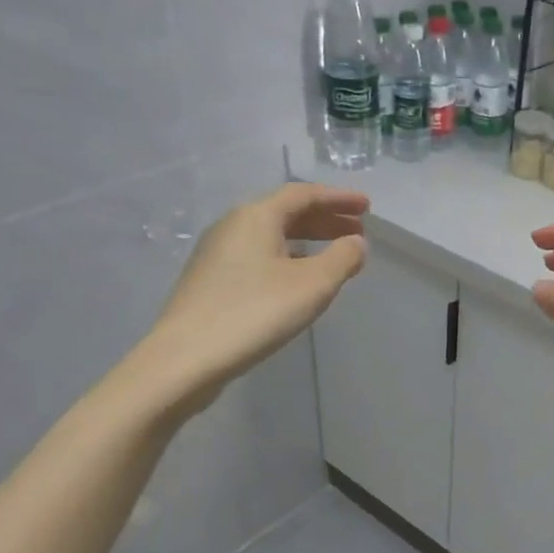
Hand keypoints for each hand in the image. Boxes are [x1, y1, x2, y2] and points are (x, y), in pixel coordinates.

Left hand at [141, 183, 368, 413]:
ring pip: (271, 237)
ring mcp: (217, 254)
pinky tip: (299, 282)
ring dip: (308, 241)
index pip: (304, 194)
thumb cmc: (255, 313)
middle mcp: (233, 226)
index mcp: (256, 216)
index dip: (338, 198)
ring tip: (335, 256)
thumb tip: (356, 243)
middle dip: (325, 219)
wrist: (186, 358)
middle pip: (286, 213)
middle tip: (358, 231)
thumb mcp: (312, 285)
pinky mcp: (211, 282)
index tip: (367, 207)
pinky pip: (258, 257)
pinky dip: (288, 259)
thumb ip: (342, 259)